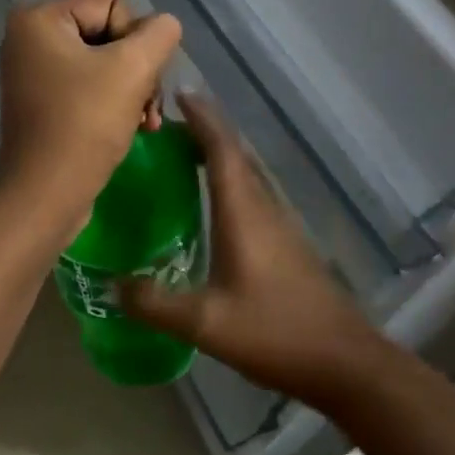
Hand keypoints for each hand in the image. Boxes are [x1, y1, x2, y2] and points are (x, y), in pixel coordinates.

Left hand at [0, 0, 181, 238]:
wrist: (46, 195)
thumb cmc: (85, 124)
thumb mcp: (133, 69)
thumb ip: (159, 34)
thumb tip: (165, 25)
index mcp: (40, 17)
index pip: (113, 3)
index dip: (136, 39)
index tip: (136, 78)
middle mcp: (31, 36)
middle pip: (110, 31)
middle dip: (138, 68)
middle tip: (148, 105)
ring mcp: (36, 70)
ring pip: (107, 61)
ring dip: (134, 89)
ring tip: (146, 121)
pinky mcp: (46, 100)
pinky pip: (92, 85)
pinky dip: (116, 102)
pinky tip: (135, 127)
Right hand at [121, 93, 383, 406]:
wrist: (343, 361)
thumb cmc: (274, 332)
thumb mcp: (205, 323)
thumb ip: (155, 303)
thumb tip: (112, 284)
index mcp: (243, 211)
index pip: (221, 149)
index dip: (202, 118)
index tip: (180, 93)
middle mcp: (263, 207)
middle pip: (234, 153)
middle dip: (205, 130)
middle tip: (168, 124)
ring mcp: (280, 224)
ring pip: (246, 172)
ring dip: (218, 153)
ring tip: (184, 153)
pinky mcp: (286, 242)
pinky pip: (252, 193)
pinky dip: (229, 179)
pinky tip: (213, 201)